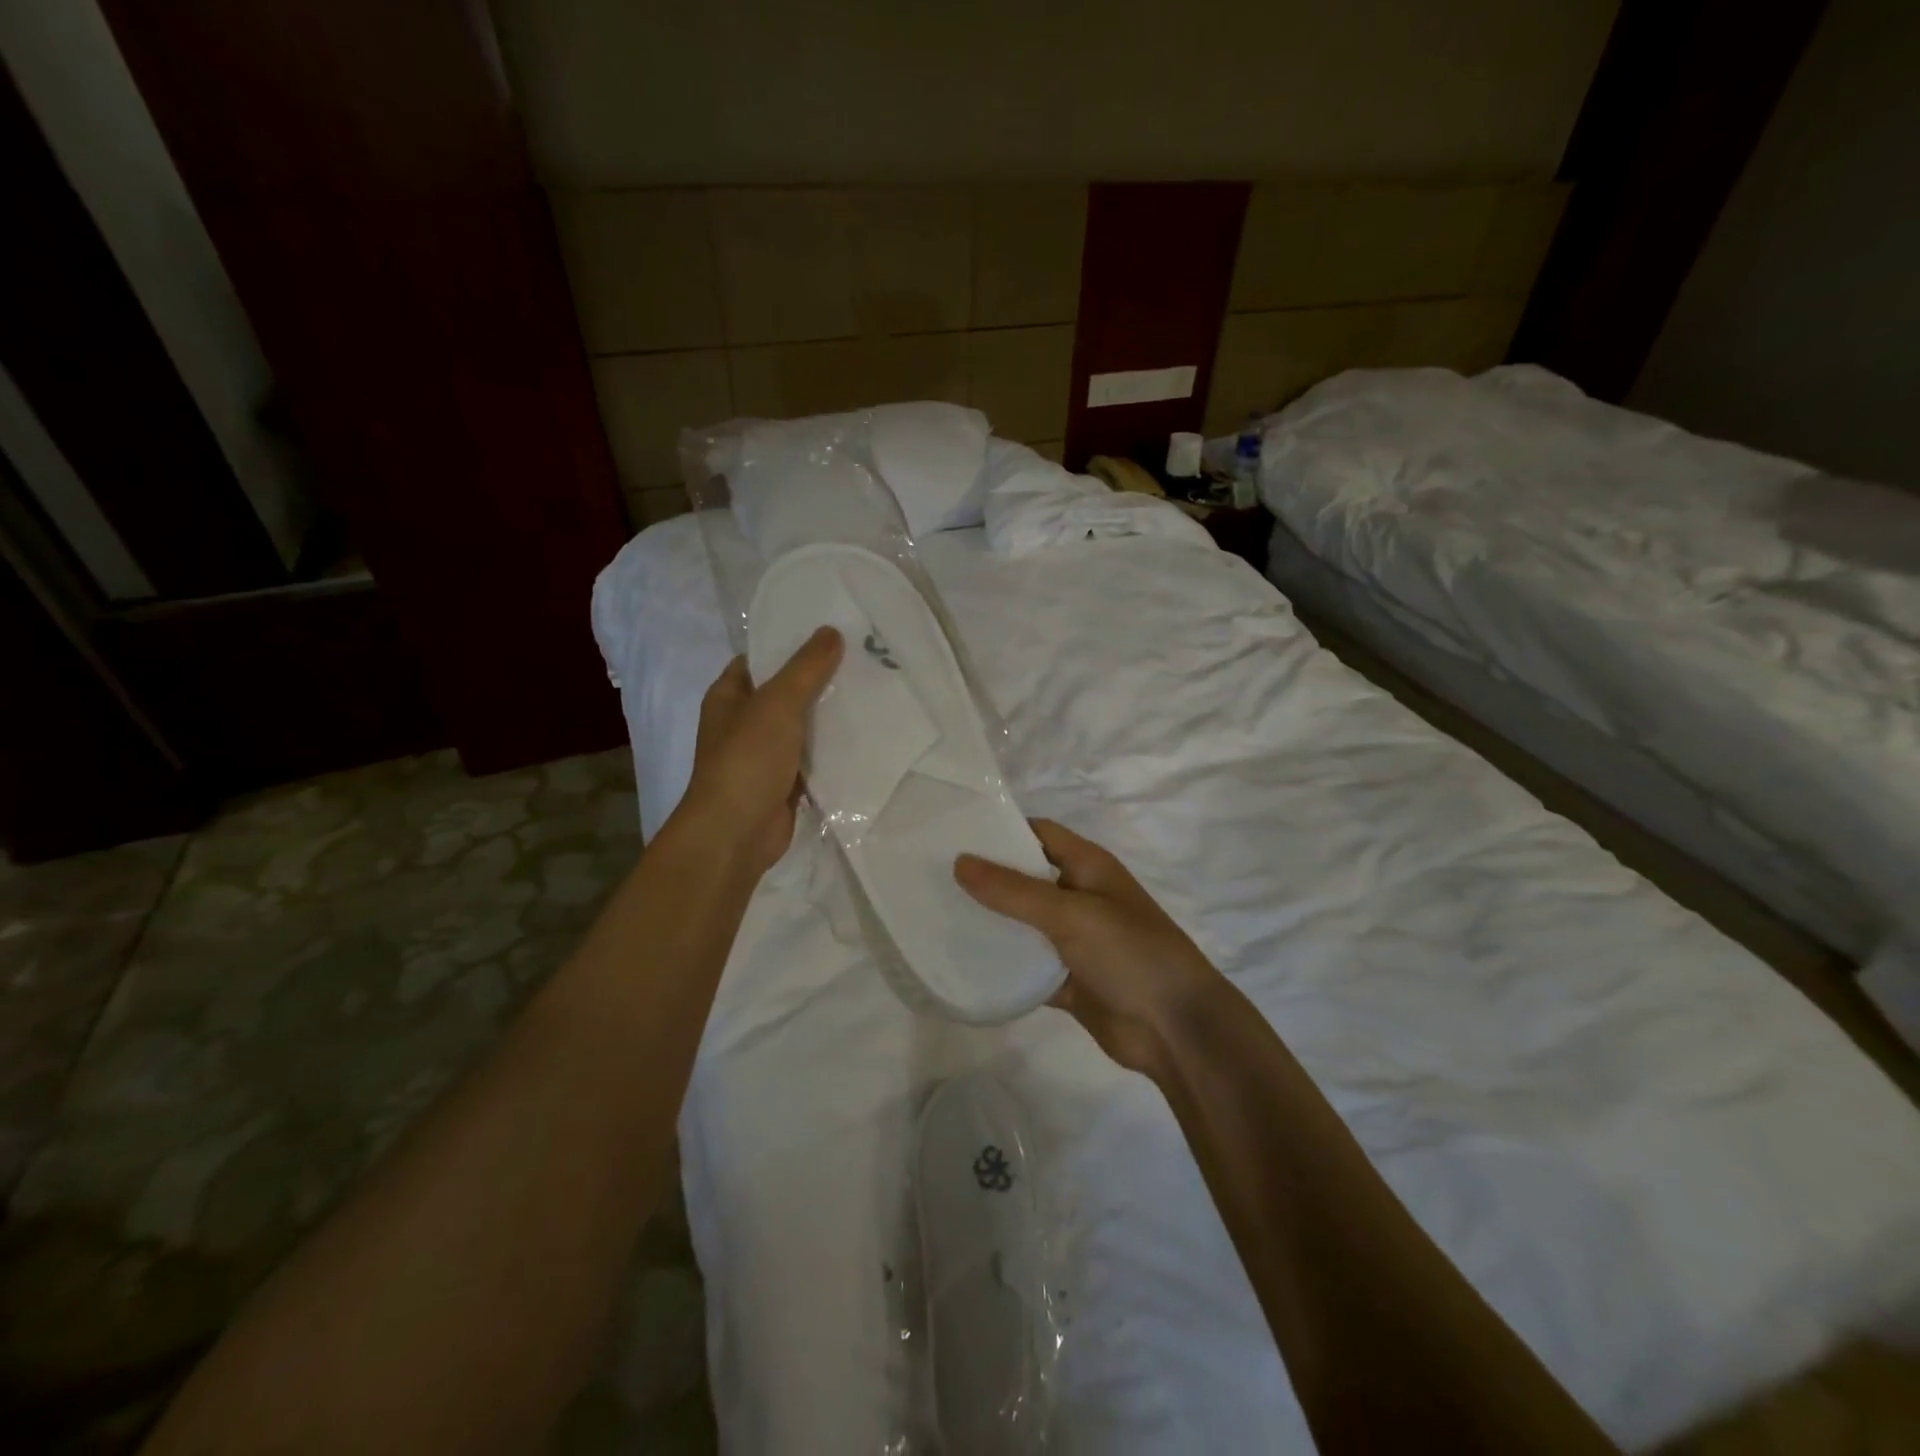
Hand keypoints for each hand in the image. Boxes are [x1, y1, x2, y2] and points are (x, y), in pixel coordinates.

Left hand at [679, 627, 843, 875]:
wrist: (737, 832)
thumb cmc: (747, 759)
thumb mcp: (777, 704)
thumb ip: (806, 668)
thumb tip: (831, 631)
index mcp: (729, 696)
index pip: (760, 658)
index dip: (790, 643)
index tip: (831, 631)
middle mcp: (745, 722)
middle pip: (787, 691)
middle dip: (820, 678)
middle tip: (864, 657)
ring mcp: (765, 754)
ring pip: (804, 725)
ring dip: (831, 715)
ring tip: (873, 689)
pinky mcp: (786, 781)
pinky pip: (814, 757)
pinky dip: (834, 749)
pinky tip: (867, 733)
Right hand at [954, 820, 1223, 1076]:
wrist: (1176, 1029)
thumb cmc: (1129, 953)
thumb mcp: (1070, 914)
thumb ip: (1013, 890)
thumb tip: (959, 861)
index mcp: (1088, 866)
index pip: (1038, 833)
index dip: (1000, 830)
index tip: (953, 833)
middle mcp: (1079, 896)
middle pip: (1025, 878)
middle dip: (986, 878)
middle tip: (931, 877)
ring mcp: (1073, 940)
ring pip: (1023, 924)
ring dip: (991, 923)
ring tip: (935, 916)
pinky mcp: (1067, 980)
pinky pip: (1027, 966)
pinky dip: (1002, 966)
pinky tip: (962, 964)